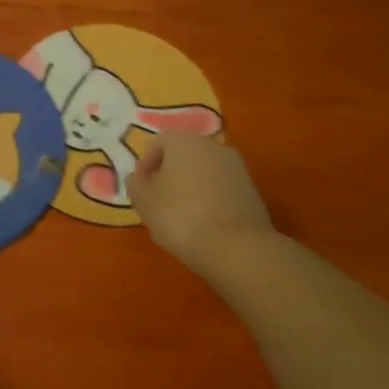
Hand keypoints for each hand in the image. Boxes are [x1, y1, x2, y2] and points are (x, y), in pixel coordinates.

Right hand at [128, 134, 273, 270]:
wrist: (236, 247)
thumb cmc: (180, 216)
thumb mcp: (144, 202)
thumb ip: (136, 184)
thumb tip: (138, 177)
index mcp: (184, 141)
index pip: (157, 143)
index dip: (145, 165)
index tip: (141, 190)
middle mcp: (213, 146)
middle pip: (184, 155)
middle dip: (169, 174)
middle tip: (159, 202)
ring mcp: (236, 167)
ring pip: (204, 171)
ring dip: (191, 187)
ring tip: (182, 216)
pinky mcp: (252, 190)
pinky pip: (222, 188)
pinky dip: (211, 199)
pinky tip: (204, 223)